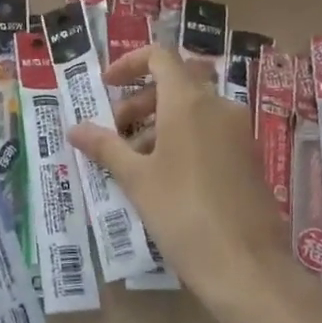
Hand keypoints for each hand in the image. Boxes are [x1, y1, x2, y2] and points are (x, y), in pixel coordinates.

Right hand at [67, 46, 285, 305]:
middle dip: (140, 99)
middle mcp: (218, 107)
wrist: (246, 266)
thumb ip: (104, 147)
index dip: (129, 63)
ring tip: (132, 160)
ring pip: (192, 109)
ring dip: (158, 122)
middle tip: (115, 130)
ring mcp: (238, 132)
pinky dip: (182, 138)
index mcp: (189, 102)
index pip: (160, 56)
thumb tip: (74, 128)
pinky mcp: (247, 158)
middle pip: (175, 82)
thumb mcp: (136, 179)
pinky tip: (162, 177)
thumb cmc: (182, 213)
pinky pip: (209, 131)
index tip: (106, 86)